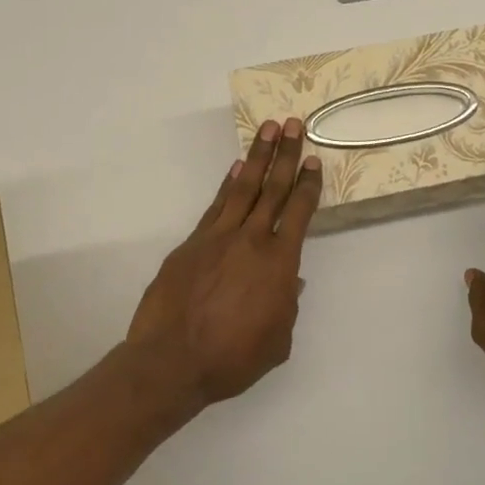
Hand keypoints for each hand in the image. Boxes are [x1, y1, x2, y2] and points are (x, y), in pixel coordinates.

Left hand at [127, 118, 321, 405]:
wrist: (171, 361)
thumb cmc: (232, 358)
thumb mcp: (277, 341)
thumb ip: (287, 307)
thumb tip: (290, 283)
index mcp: (279, 262)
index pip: (298, 212)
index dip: (307, 184)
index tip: (313, 160)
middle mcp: (251, 239)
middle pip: (273, 188)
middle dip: (286, 154)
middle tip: (293, 124)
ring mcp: (218, 236)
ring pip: (243, 187)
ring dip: (258, 156)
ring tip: (268, 129)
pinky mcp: (192, 243)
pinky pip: (216, 205)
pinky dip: (227, 184)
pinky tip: (236, 169)